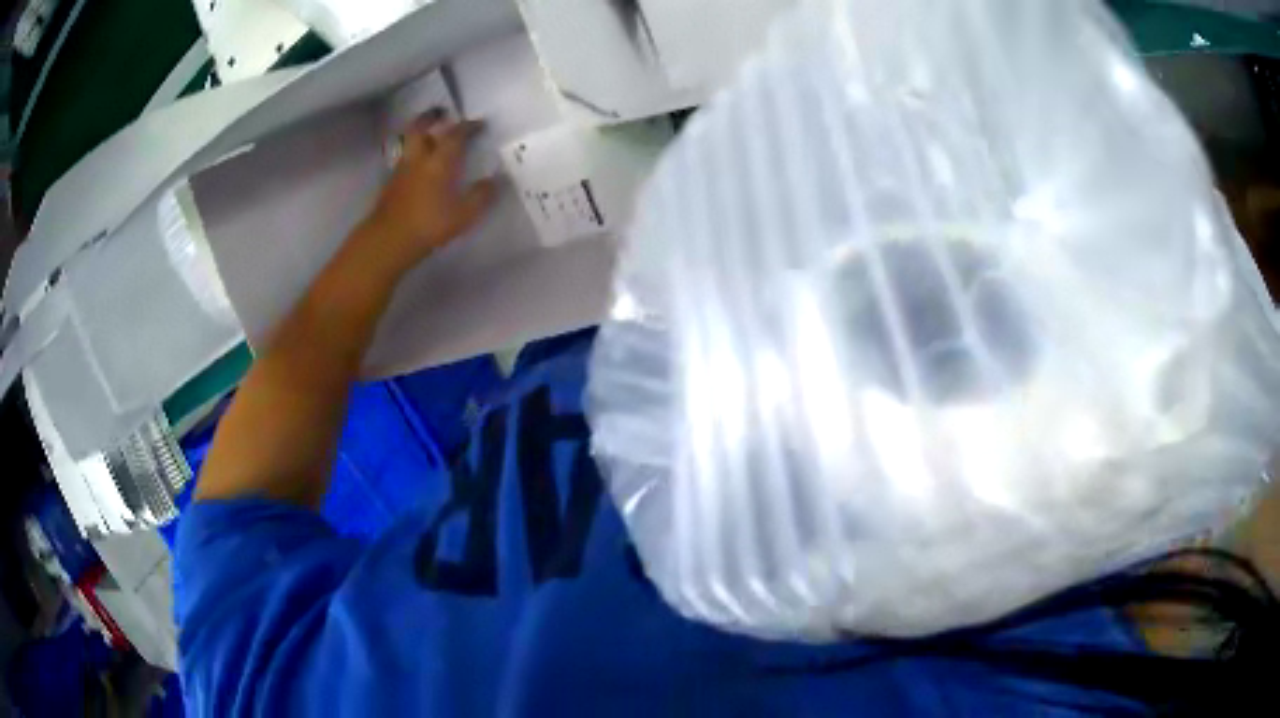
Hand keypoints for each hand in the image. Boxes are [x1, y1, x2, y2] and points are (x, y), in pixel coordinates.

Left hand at [357, 111, 497, 277]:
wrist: (389, 240)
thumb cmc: (430, 224)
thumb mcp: (464, 214)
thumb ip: (481, 195)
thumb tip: (494, 180)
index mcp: (440, 161)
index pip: (455, 134)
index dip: (468, 126)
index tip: (479, 123)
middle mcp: (419, 158)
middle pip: (421, 128)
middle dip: (431, 117)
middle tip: (441, 112)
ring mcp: (402, 170)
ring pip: (409, 142)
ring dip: (418, 133)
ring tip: (428, 134)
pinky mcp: (391, 184)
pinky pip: (403, 159)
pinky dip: (412, 154)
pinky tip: (418, 164)